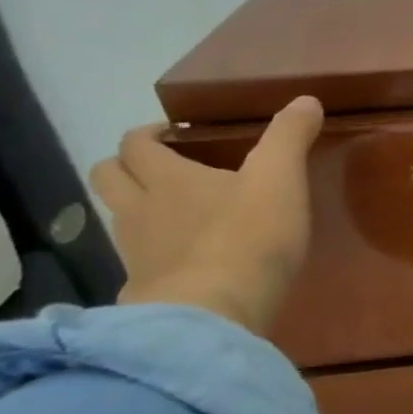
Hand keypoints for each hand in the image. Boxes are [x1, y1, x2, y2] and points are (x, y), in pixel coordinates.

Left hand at [89, 97, 324, 333]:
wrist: (214, 313)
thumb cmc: (248, 237)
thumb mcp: (281, 179)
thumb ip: (290, 137)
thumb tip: (306, 99)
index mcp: (166, 178)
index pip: (135, 144)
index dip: (149, 134)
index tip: (172, 134)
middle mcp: (138, 210)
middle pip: (107, 176)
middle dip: (126, 165)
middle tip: (162, 167)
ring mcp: (135, 254)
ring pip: (118, 220)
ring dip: (136, 209)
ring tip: (175, 215)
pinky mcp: (144, 292)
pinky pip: (136, 264)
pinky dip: (152, 255)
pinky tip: (183, 263)